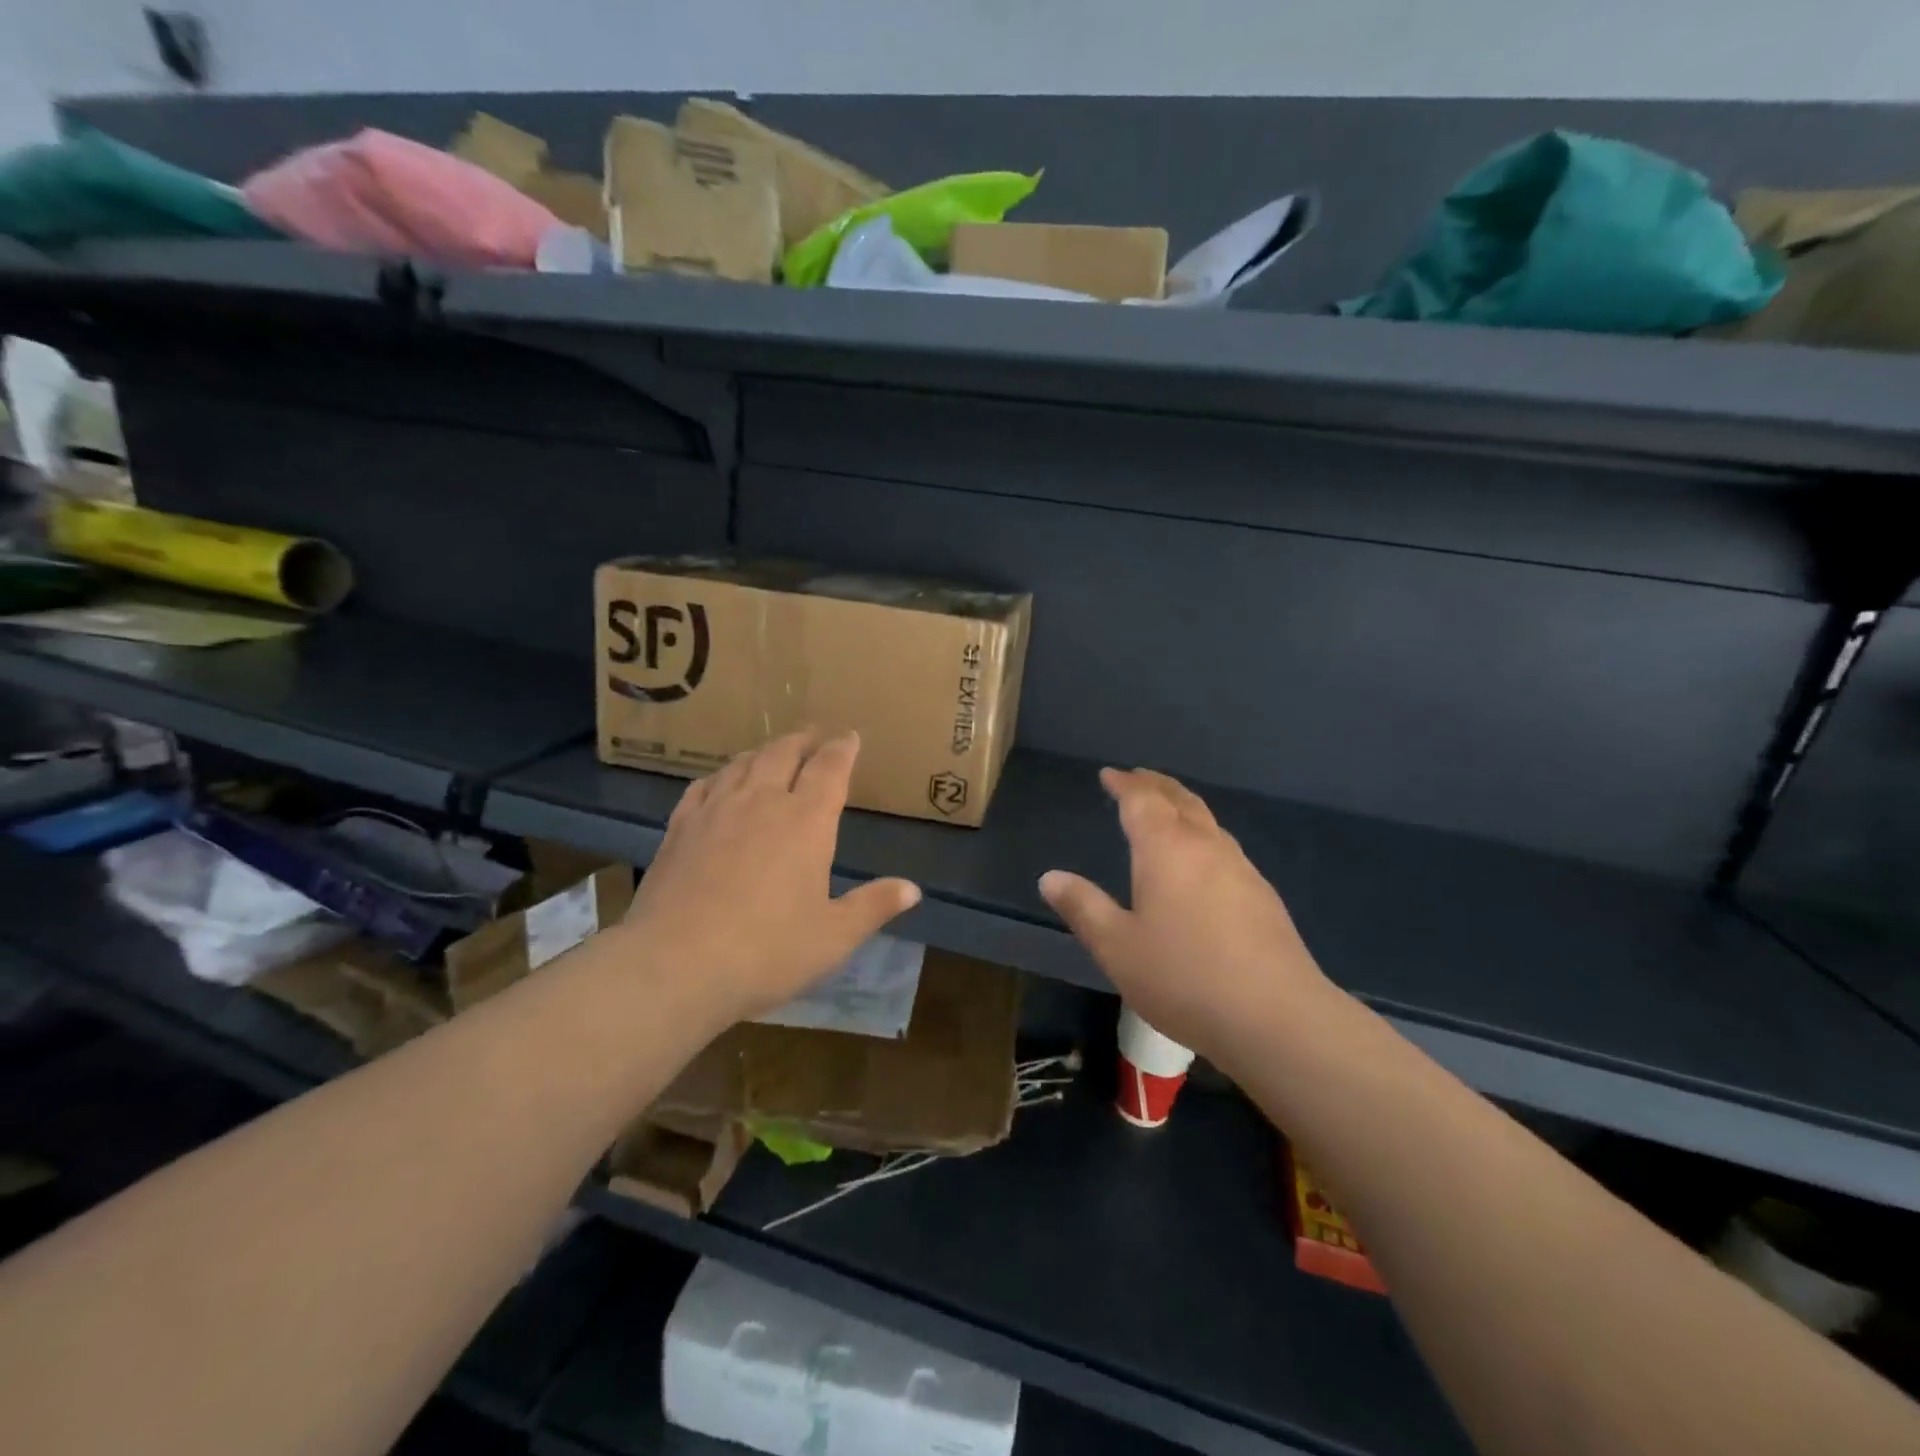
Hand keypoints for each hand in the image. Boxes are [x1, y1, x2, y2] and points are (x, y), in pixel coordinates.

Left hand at [624, 730, 920, 1023]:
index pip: (830, 769)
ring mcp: (716, 811)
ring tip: (773, 752)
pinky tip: (720, 782)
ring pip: (743, 764)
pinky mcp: (679, 828)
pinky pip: (703, 786)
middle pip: (783, 754)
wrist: (675, 966)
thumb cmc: (767, 952)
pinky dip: (721, 775)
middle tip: (814, 735)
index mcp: (806, 821)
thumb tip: (912, 889)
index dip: (843, 748)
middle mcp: (762, 802)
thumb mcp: (833, 937)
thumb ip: (874, 906)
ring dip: (763, 752)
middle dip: (803, 740)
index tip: (850, 736)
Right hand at [1039, 768, 1335, 1064]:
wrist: (1276, 1016)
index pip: (1142, 800)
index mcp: (1166, 849)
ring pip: (1208, 821)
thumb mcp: (1117, 947)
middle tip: (1137, 778)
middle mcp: (1206, 846)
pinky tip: (1202, 861)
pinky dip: (1203, 834)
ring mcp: (1241, 868)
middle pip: (1180, 800)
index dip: (1124, 784)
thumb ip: (1083, 908)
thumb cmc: (1184, 977)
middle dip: (1155, 785)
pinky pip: (1224, 846)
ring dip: (1182, 806)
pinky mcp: (1263, 895)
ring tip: (1167, 811)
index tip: (1109, 775)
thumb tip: (1050, 877)